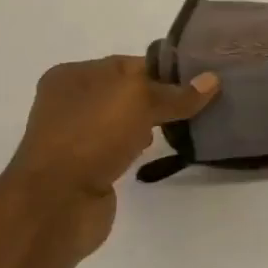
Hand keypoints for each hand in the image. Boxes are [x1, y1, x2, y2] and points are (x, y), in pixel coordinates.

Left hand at [7, 56, 218, 257]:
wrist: (55, 203)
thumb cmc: (92, 136)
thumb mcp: (139, 101)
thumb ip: (176, 93)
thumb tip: (212, 80)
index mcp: (72, 75)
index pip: (128, 64)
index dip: (164, 71)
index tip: (199, 81)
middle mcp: (70, 103)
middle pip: (127, 93)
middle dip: (161, 98)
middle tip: (200, 104)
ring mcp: (75, 137)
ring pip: (124, 121)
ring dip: (151, 124)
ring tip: (186, 127)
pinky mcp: (85, 168)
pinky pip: (120, 148)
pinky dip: (139, 148)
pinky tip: (158, 152)